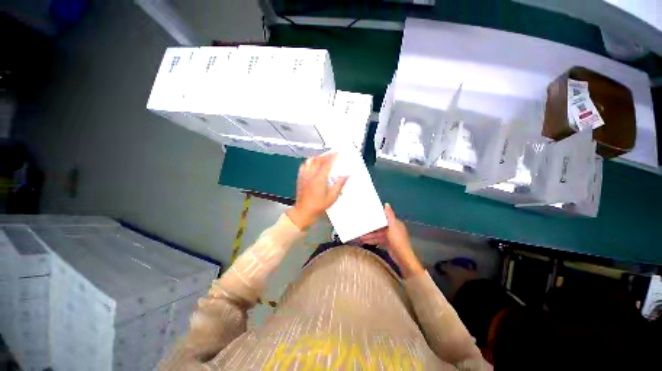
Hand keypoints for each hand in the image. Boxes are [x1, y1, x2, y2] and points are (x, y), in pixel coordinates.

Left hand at [286, 153, 348, 229]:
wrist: (304, 211)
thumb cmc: (318, 206)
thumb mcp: (332, 197)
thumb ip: (339, 185)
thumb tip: (346, 175)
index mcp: (319, 179)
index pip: (327, 163)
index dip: (333, 156)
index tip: (338, 152)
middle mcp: (310, 175)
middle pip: (318, 160)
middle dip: (326, 155)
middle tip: (332, 153)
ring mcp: (304, 176)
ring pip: (310, 161)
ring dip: (317, 157)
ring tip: (323, 157)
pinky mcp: (300, 178)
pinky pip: (304, 166)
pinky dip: (309, 162)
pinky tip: (312, 163)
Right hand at [352, 203, 423, 277]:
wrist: (402, 256)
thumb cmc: (397, 240)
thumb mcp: (393, 226)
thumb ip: (389, 215)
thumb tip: (386, 204)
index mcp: (395, 223)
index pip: (383, 218)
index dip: (375, 217)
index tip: (365, 215)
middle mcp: (392, 229)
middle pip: (378, 227)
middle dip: (369, 228)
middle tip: (358, 227)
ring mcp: (389, 237)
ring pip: (377, 234)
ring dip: (368, 235)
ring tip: (357, 236)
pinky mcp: (387, 244)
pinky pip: (377, 240)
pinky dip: (370, 240)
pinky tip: (362, 241)